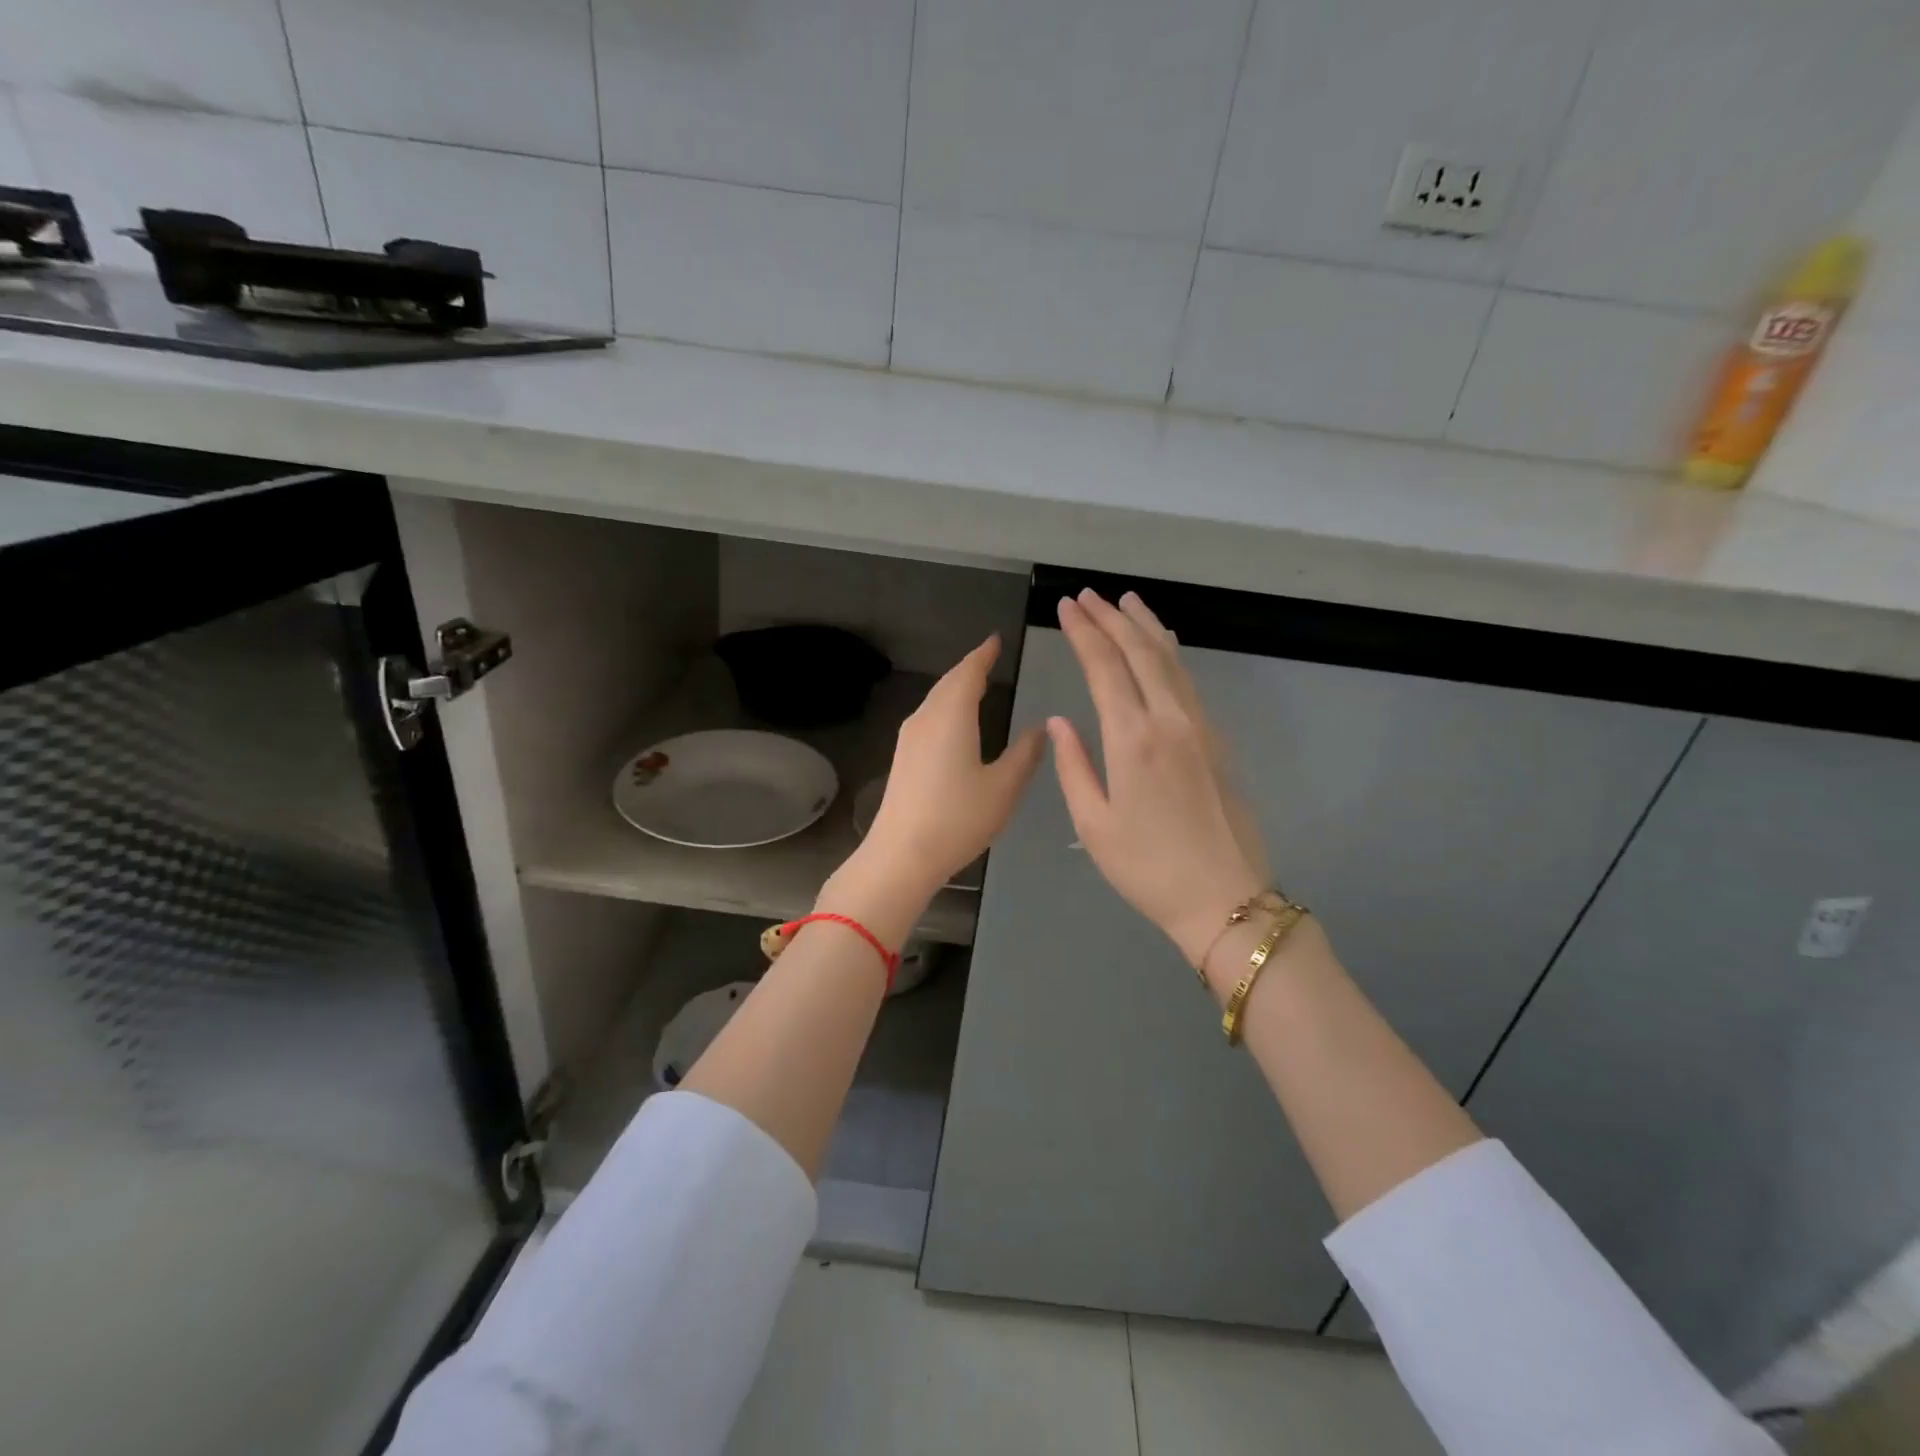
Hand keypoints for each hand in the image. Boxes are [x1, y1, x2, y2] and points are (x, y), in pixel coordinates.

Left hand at [855, 635, 1045, 898]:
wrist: (901, 855)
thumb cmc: (958, 817)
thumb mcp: (1004, 787)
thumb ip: (1025, 754)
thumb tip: (1042, 728)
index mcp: (952, 715)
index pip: (969, 672)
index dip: (983, 654)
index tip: (995, 640)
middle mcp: (926, 718)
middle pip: (948, 683)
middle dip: (969, 668)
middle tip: (989, 659)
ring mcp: (909, 738)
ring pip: (935, 700)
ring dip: (955, 688)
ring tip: (976, 685)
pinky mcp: (903, 758)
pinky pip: (928, 718)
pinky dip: (945, 708)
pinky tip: (955, 723)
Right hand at [1049, 590, 1270, 966]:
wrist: (1224, 898)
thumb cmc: (1147, 868)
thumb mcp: (1093, 824)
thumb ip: (1074, 766)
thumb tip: (1060, 721)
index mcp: (1133, 739)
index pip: (1104, 667)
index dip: (1084, 632)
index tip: (1067, 606)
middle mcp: (1169, 720)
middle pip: (1140, 652)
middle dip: (1111, 618)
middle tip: (1088, 594)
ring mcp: (1199, 727)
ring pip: (1171, 660)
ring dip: (1145, 627)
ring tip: (1127, 601)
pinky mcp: (1217, 740)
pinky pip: (1188, 681)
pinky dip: (1169, 654)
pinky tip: (1162, 647)